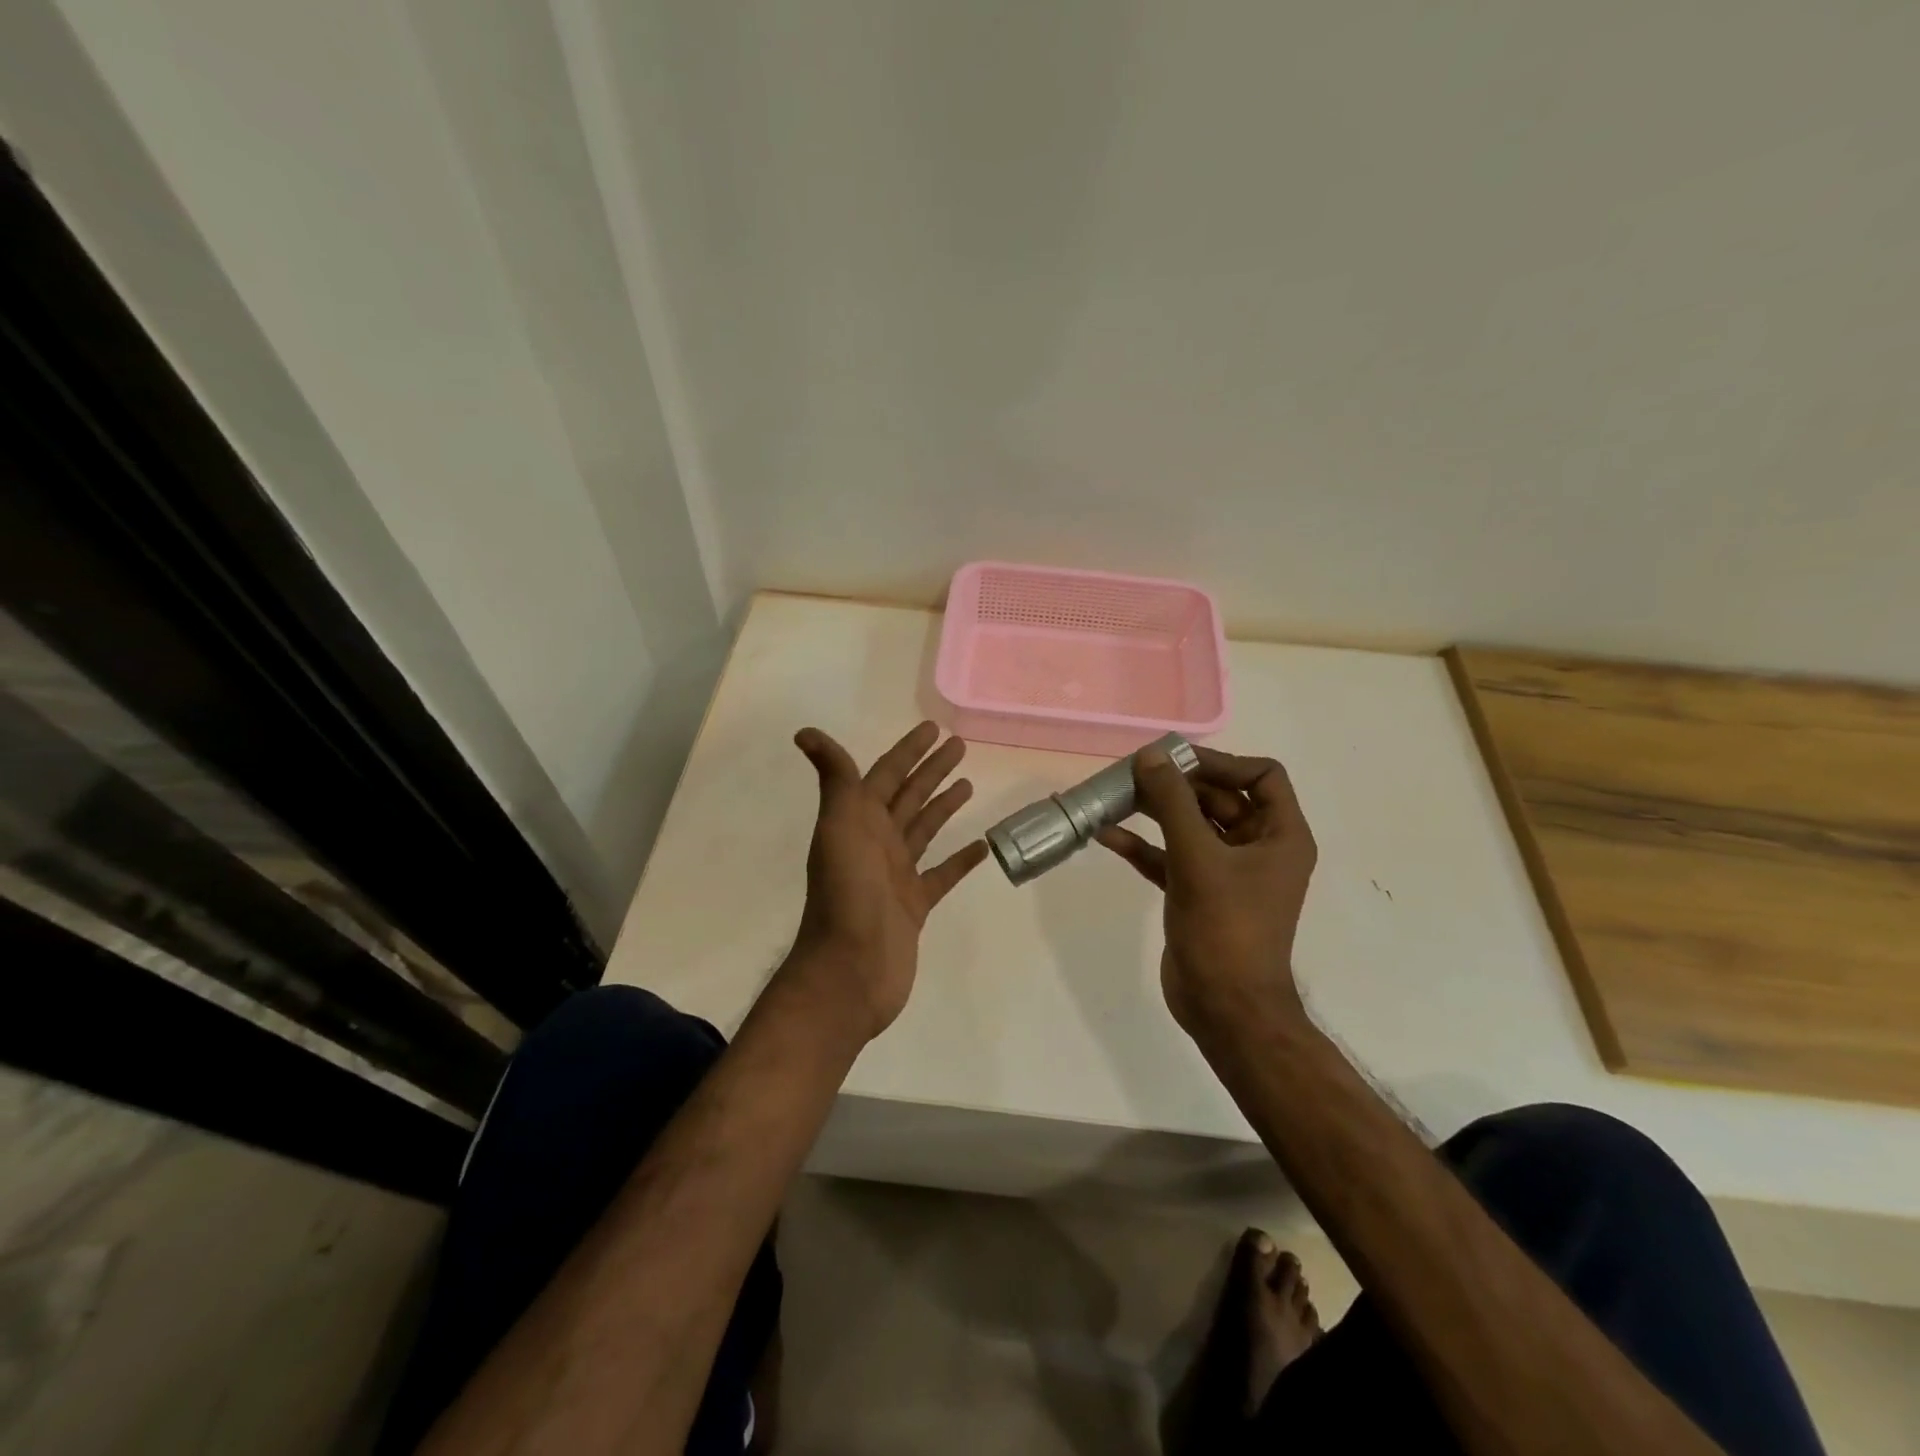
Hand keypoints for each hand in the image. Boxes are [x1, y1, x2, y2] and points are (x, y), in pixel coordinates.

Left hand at [787, 721, 988, 1040]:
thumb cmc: (846, 893)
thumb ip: (834, 779)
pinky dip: (960, 860)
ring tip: (968, 784)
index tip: (933, 728)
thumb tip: (806, 732)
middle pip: (909, 796)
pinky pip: (941, 874)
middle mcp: (877, 842)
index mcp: (859, 821)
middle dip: (931, 770)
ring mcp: (896, 875)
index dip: (908, 750)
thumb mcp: (839, 827)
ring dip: (944, 806)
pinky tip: (981, 845)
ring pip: (924, 829)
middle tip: (960, 745)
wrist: (850, 970)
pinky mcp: (915, 905)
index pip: (886, 774)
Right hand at [1096, 745, 1316, 1036]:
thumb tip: (1150, 755)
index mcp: (1280, 836)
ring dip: (1155, 812)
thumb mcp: (1198, 858)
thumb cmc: (1226, 928)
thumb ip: (1173, 803)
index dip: (1221, 762)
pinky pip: (1170, 857)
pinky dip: (1143, 846)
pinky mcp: (1198, 893)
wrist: (1225, 1008)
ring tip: (1114, 797)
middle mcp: (1258, 848)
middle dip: (1177, 786)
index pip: (1261, 776)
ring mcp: (1227, 873)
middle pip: (1219, 798)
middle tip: (1132, 774)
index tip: (1175, 762)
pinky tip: (1107, 836)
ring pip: (1191, 827)